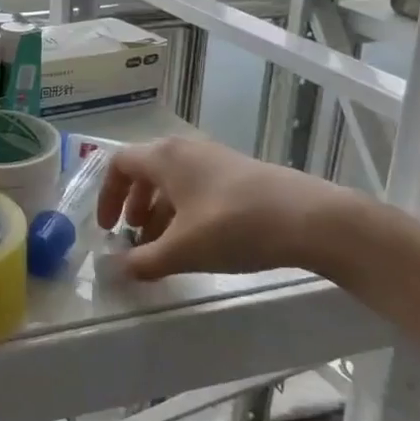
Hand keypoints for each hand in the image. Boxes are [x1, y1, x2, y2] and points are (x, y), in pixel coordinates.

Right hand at [96, 136, 355, 280]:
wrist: (312, 219)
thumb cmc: (234, 226)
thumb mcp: (183, 250)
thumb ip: (144, 261)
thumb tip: (115, 271)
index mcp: (164, 157)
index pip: (119, 165)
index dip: (107, 195)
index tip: (107, 228)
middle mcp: (185, 150)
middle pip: (145, 171)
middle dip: (134, 206)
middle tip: (135, 237)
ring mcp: (215, 159)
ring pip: (173, 182)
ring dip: (160, 212)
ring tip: (164, 247)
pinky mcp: (240, 174)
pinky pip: (197, 187)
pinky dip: (186, 211)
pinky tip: (199, 242)